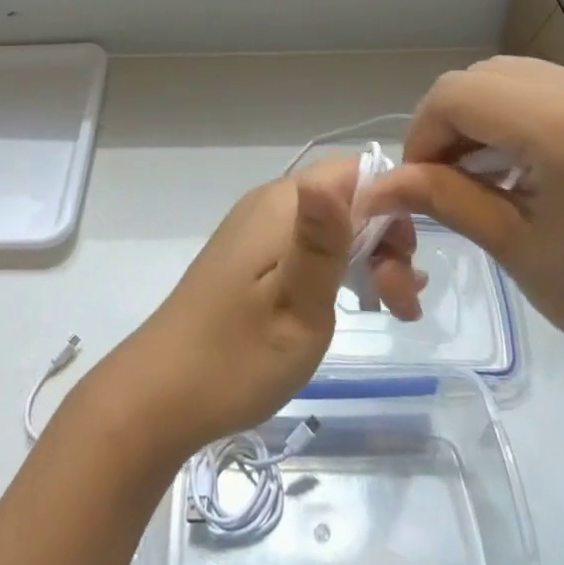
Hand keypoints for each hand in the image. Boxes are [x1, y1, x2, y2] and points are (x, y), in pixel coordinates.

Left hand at [90, 158, 420, 461]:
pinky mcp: (249, 258)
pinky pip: (306, 246)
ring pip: (331, 226)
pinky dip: (339, 269)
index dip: (391, 208)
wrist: (160, 395)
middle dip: (385, 242)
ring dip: (368, 260)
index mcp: (280, 206)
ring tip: (392, 311)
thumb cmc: (237, 358)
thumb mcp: (297, 306)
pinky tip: (356, 304)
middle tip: (400, 305)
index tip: (404, 264)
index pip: (355, 172)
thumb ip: (325, 240)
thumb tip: (346, 169)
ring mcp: (255, 231)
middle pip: (347, 200)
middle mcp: (268, 206)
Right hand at [362, 56, 563, 415]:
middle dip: (449, 123)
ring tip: (477, 176)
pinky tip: (517, 167)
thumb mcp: (512, 246)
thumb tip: (380, 182)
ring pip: (513, 78)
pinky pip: (549, 91)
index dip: (422, 133)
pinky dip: (516, 119)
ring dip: (481, 118)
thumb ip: (442, 196)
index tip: (415, 181)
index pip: (457, 94)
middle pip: (483, 77)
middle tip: (441, 179)